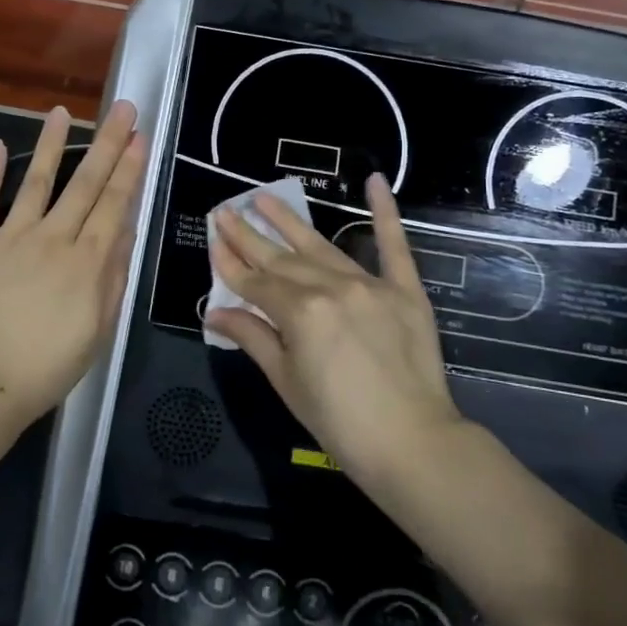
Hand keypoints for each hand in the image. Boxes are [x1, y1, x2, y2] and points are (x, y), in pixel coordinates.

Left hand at [0, 102, 145, 426]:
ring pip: (37, 182)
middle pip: (85, 183)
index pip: (114, 204)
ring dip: (51, 145)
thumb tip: (125, 231)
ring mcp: (11, 237)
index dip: (129, 168)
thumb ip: (113, 278)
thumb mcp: (98, 330)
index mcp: (87, 262)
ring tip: (61, 112)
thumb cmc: (47, 368)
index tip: (139, 137)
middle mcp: (53, 239)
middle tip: (121, 108)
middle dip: (107, 144)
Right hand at [206, 175, 463, 483]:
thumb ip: (253, 338)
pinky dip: (386, 212)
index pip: (255, 282)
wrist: (413, 443)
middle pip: (280, 259)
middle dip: (248, 236)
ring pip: (320, 246)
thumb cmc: (339, 422)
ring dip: (289, 221)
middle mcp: (330, 288)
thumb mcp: (287, 382)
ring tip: (264, 198)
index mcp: (299, 313)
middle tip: (225, 211)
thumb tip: (215, 311)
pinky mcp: (404, 290)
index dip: (230, 264)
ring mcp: (369, 284)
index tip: (213, 241)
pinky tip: (375, 181)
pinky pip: (394, 245)